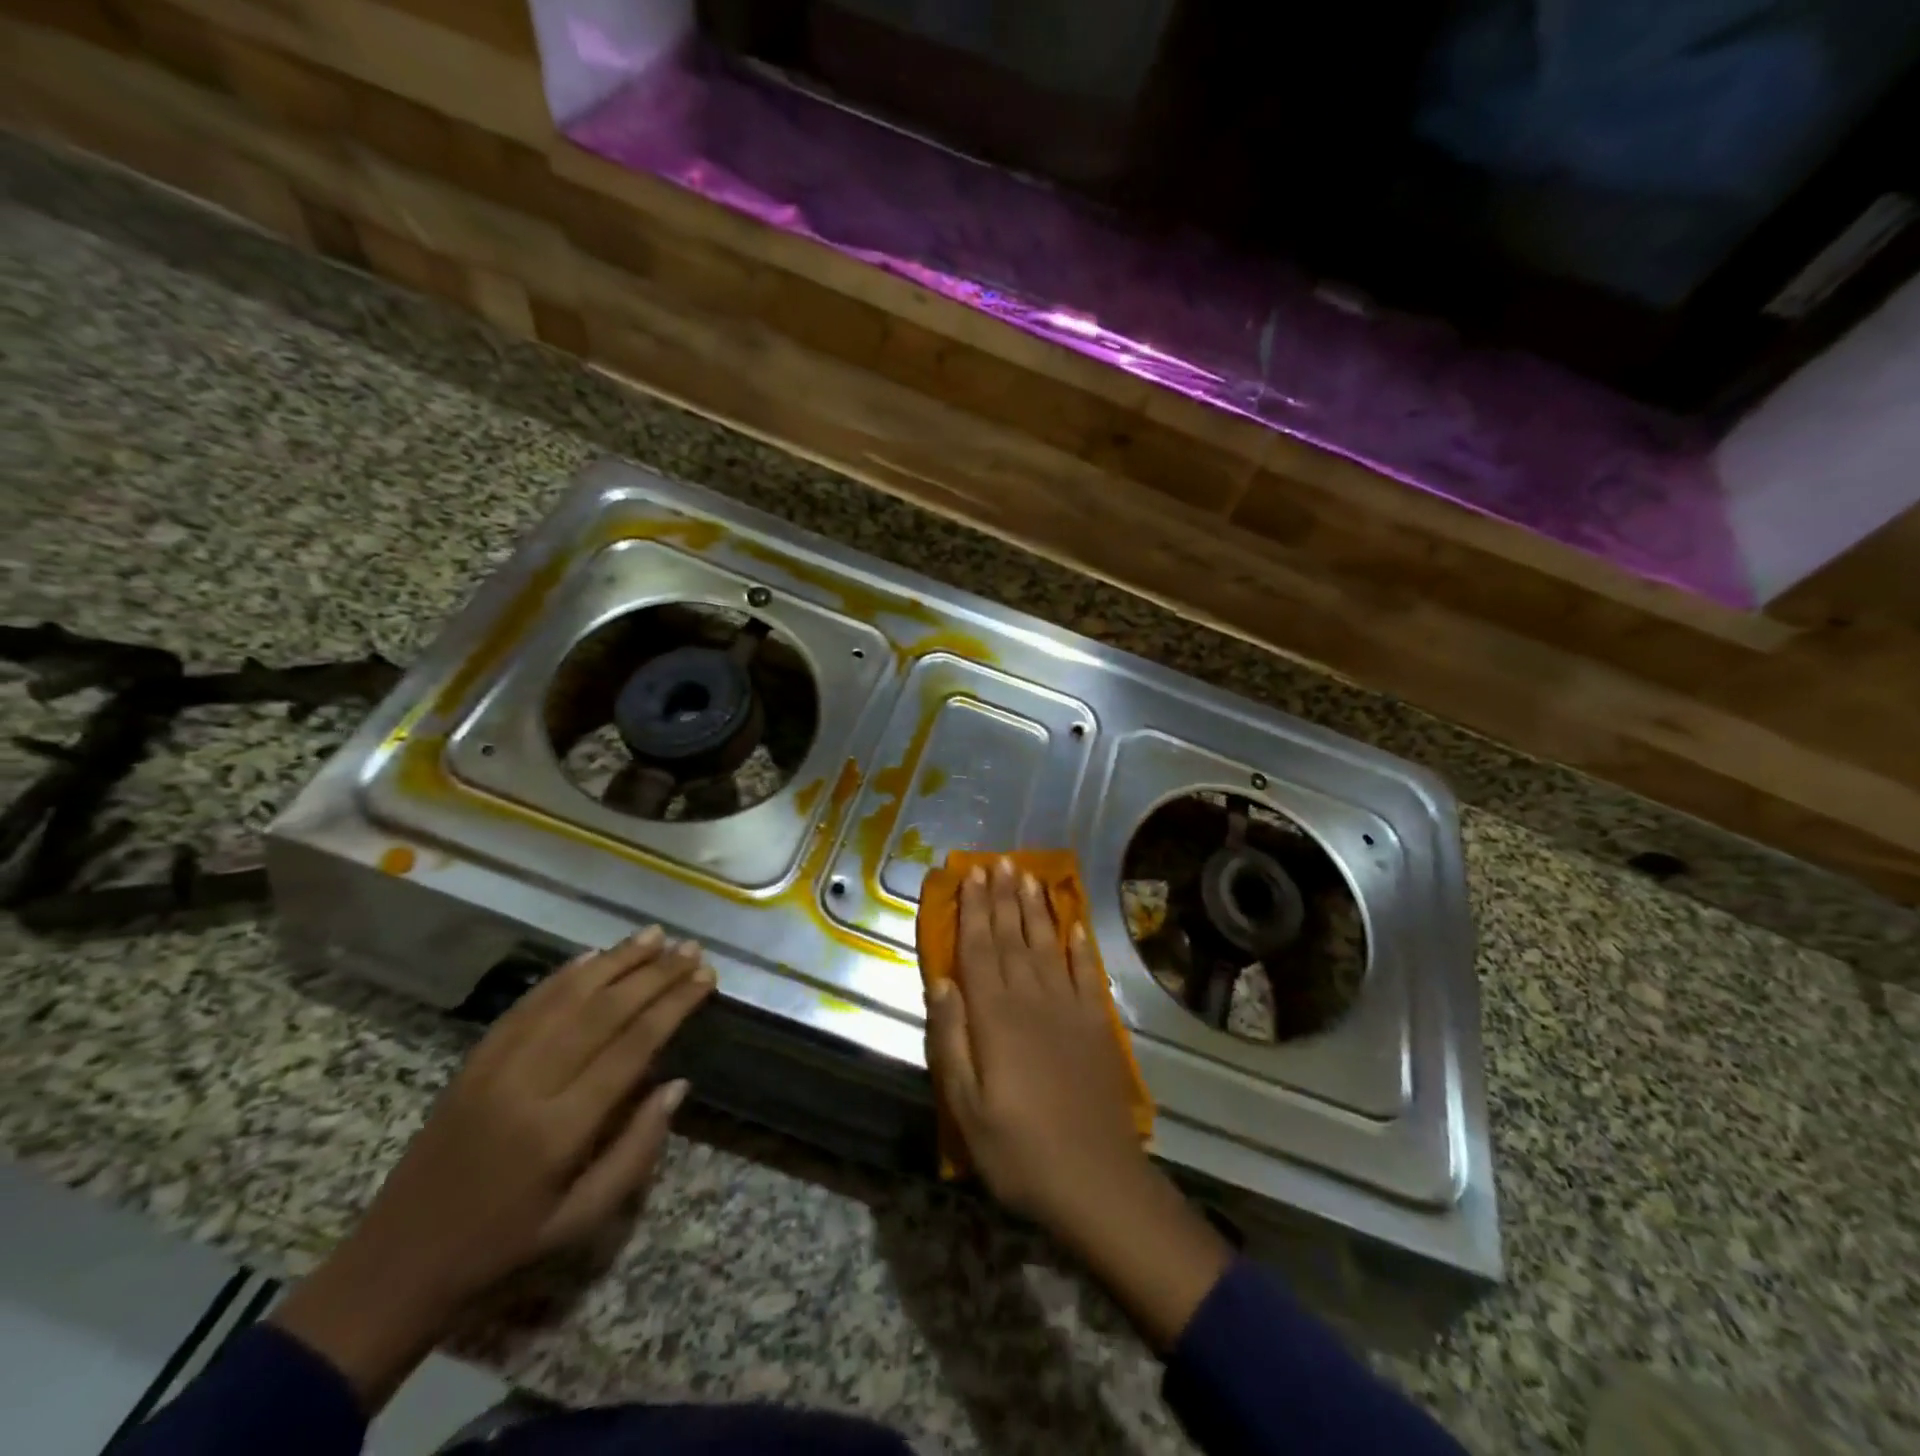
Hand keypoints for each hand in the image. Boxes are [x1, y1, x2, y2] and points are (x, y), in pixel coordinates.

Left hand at [272, 927, 713, 1409]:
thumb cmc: (503, 1246)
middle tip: (691, 948)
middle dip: (654, 974)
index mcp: (561, 1129)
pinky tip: (593, 956)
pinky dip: (562, 975)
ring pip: (565, 997)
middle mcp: (529, 1084)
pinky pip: (526, 1005)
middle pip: (604, 1011)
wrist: (397, 1262)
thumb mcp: (582, 1220)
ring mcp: (495, 1067)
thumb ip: (637, 1151)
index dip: (674, 1005)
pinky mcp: (473, 1060)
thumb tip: (678, 1084)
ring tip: (654, 935)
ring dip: (614, 961)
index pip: (632, 1045)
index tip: (706, 978)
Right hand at [925, 860, 1230, 1350]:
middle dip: (1003, 897)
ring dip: (1036, 909)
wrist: (1095, 1180)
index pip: (979, 950)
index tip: (970, 876)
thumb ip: (951, 1040)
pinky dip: (1080, 946)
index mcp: (995, 1018)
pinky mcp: (1097, 1025)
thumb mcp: (965, 1108)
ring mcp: (1069, 1009)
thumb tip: (941, 982)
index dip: (973, 910)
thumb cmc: (1018, 1151)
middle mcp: (1032, 1000)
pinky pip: (1087, 974)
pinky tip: (1075, 924)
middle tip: (998, 861)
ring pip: (1047, 946)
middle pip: (1012, 937)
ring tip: (1028, 876)